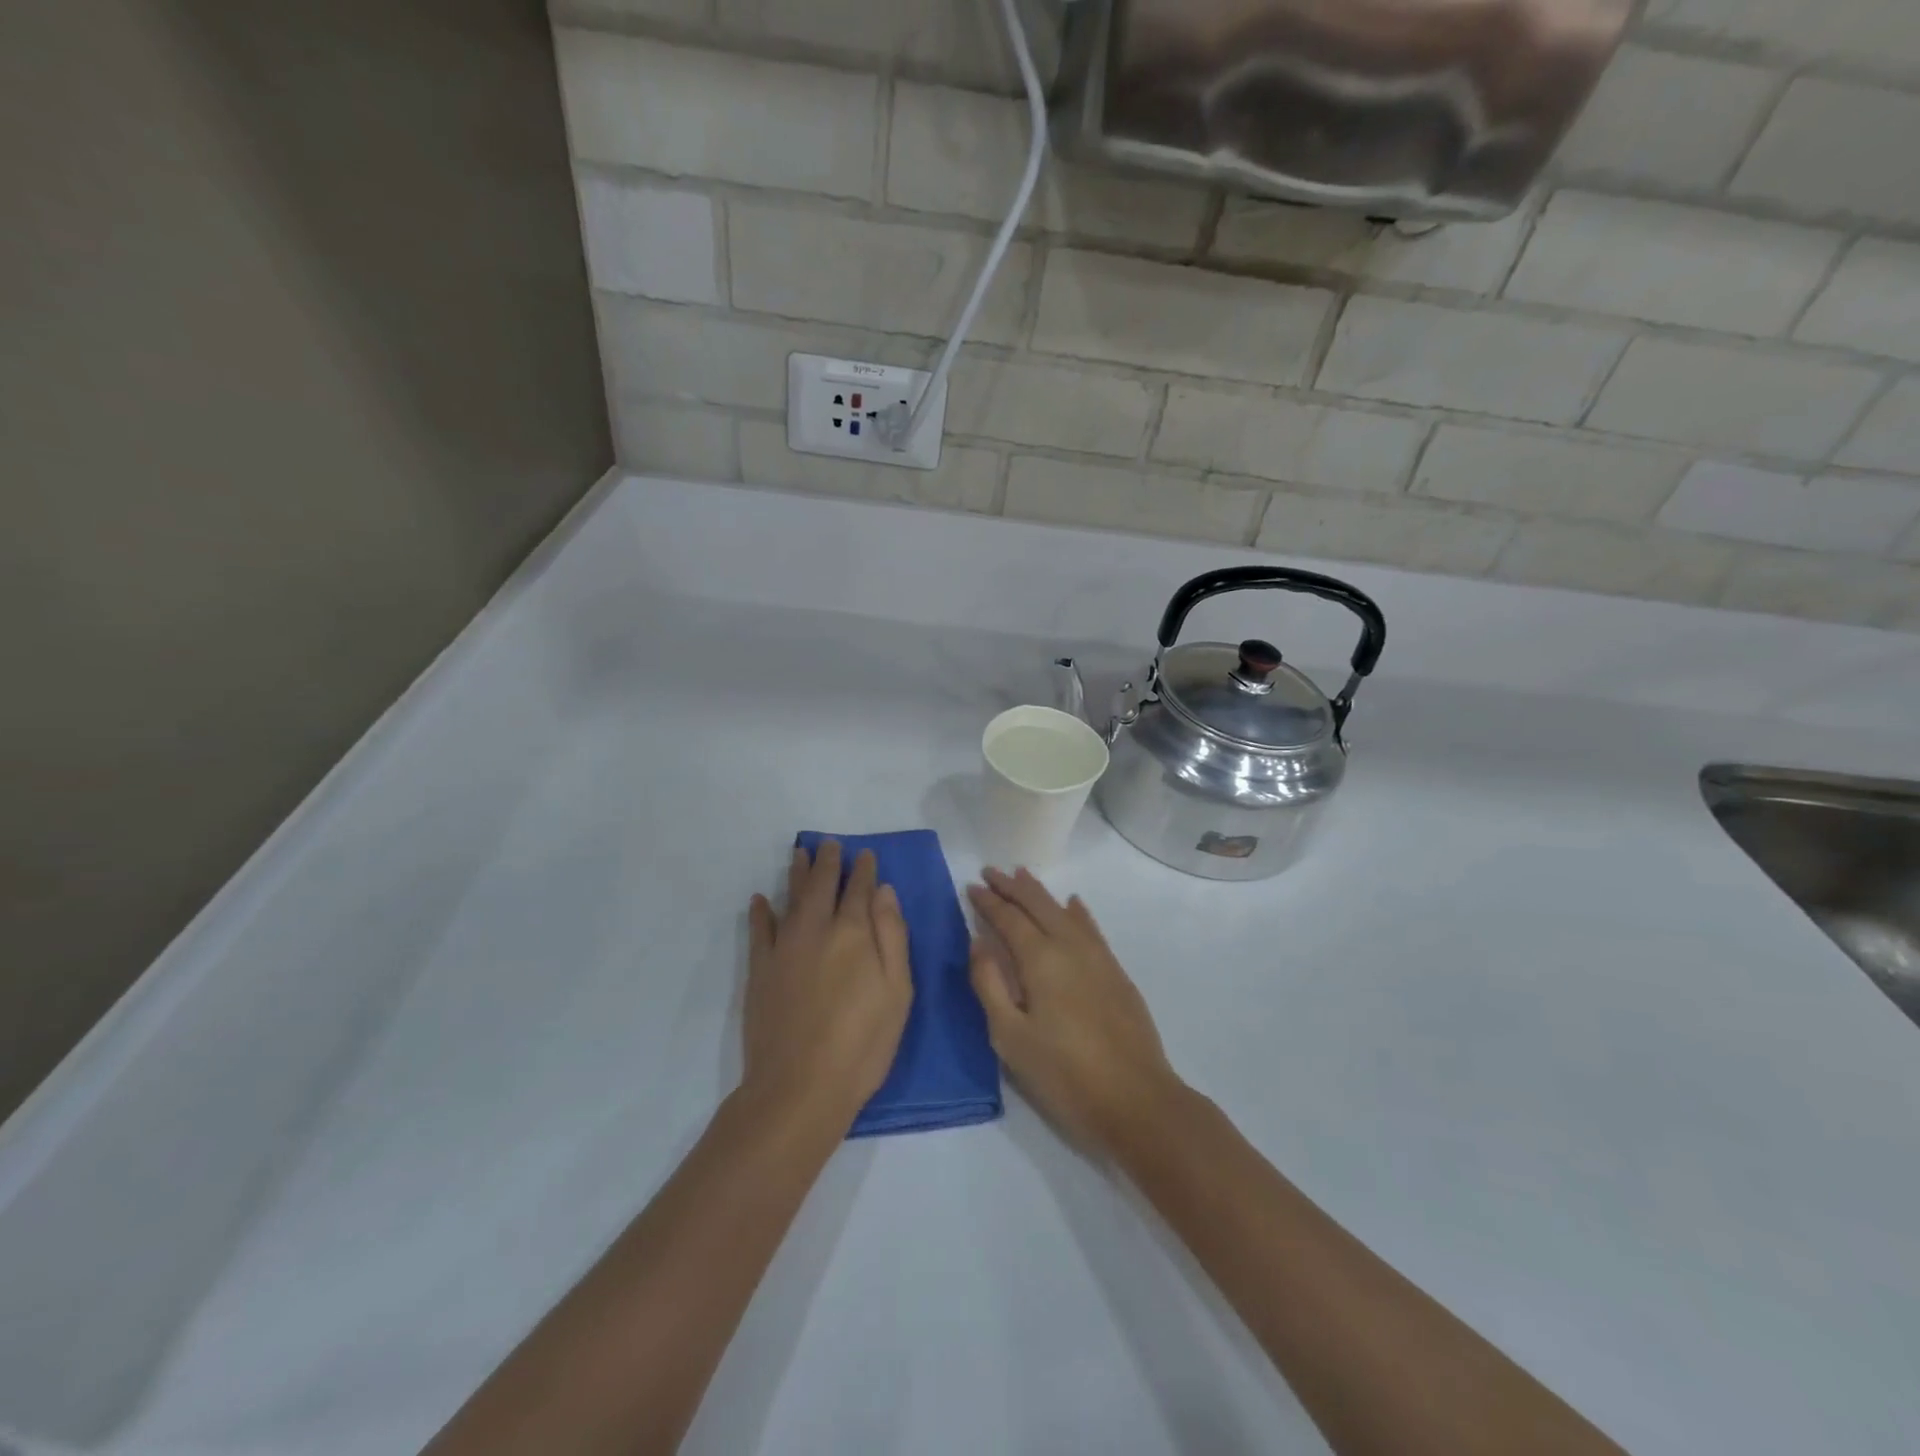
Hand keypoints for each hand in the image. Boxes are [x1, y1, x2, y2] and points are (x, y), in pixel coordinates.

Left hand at [745, 842, 912, 1130]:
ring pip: (790, 899)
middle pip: (821, 885)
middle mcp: (816, 929)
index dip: (864, 870)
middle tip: (829, 844)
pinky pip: (759, 931)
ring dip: (796, 874)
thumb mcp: (897, 991)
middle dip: (827, 862)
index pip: (860, 890)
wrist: (800, 1087)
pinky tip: (759, 900)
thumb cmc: (862, 1043)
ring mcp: (784, 948)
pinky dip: (759, 912)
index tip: (866, 854)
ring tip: (799, 853)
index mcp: (854, 933)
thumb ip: (892, 936)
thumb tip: (884, 891)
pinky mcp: (760, 971)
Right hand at [966, 867, 1184, 1155]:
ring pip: (1064, 911)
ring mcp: (1098, 957)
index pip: (1009, 918)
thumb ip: (990, 985)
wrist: (1136, 1099)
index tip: (971, 886)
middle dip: (1012, 887)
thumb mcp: (1011, 1037)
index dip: (988, 901)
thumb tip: (978, 942)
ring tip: (1023, 877)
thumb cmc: (1064, 1073)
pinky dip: (1077, 911)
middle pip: (1038, 905)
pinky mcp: (1116, 972)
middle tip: (991, 872)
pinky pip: (1091, 927)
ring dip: (1041, 893)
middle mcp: (1070, 946)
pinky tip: (1074, 904)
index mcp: (1041, 959)